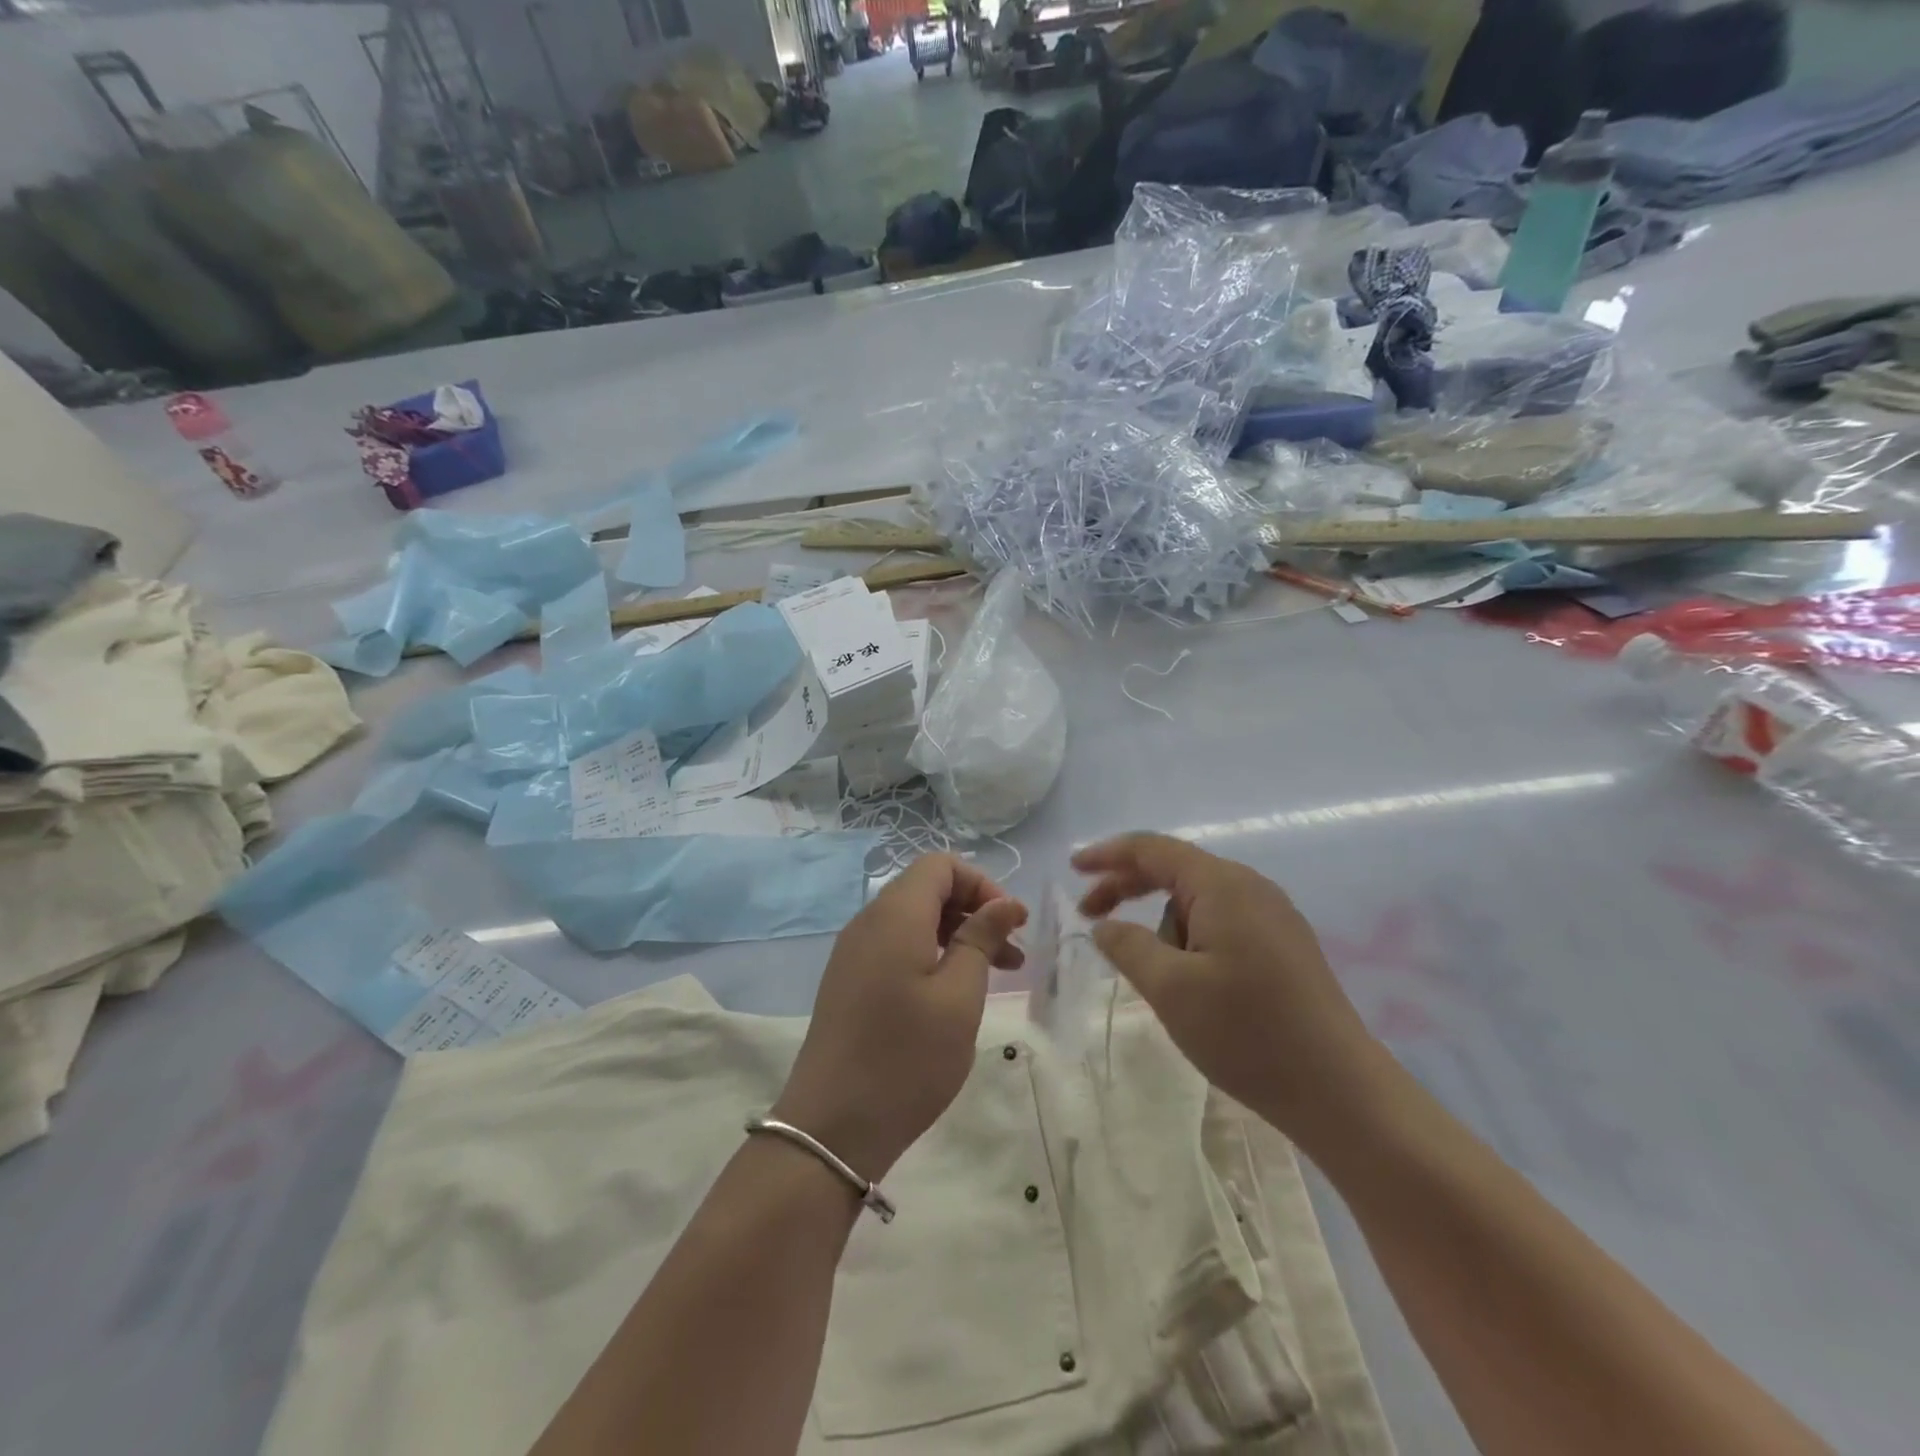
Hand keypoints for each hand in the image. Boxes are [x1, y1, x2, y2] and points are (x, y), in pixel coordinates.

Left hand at [772, 854, 1026, 1181]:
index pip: (940, 865)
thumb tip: (1003, 903)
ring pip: (913, 920)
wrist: (831, 1128)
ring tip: (996, 975)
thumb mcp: (959, 997)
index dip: (982, 884)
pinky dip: (931, 954)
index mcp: (894, 915)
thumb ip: (981, 939)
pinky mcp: (849, 981)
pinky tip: (954, 993)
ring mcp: (854, 953)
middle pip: (927, 889)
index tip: (1011, 923)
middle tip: (1012, 954)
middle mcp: (868, 922)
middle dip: (974, 911)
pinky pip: (895, 946)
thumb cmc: (906, 1058)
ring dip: (956, 936)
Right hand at [1073, 833, 1383, 1142]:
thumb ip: (1128, 946)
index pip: (1153, 850)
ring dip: (1165, 929)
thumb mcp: (1170, 989)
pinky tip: (1190, 982)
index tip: (1073, 869)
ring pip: (1198, 904)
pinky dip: (1191, 941)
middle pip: (1175, 871)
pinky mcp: (1284, 946)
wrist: (1341, 1092)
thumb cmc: (1248, 1034)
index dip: (1109, 855)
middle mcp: (1251, 888)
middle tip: (1089, 915)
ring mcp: (1273, 917)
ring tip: (1163, 984)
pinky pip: (1222, 925)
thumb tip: (1104, 925)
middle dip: (1128, 889)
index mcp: (1223, 885)